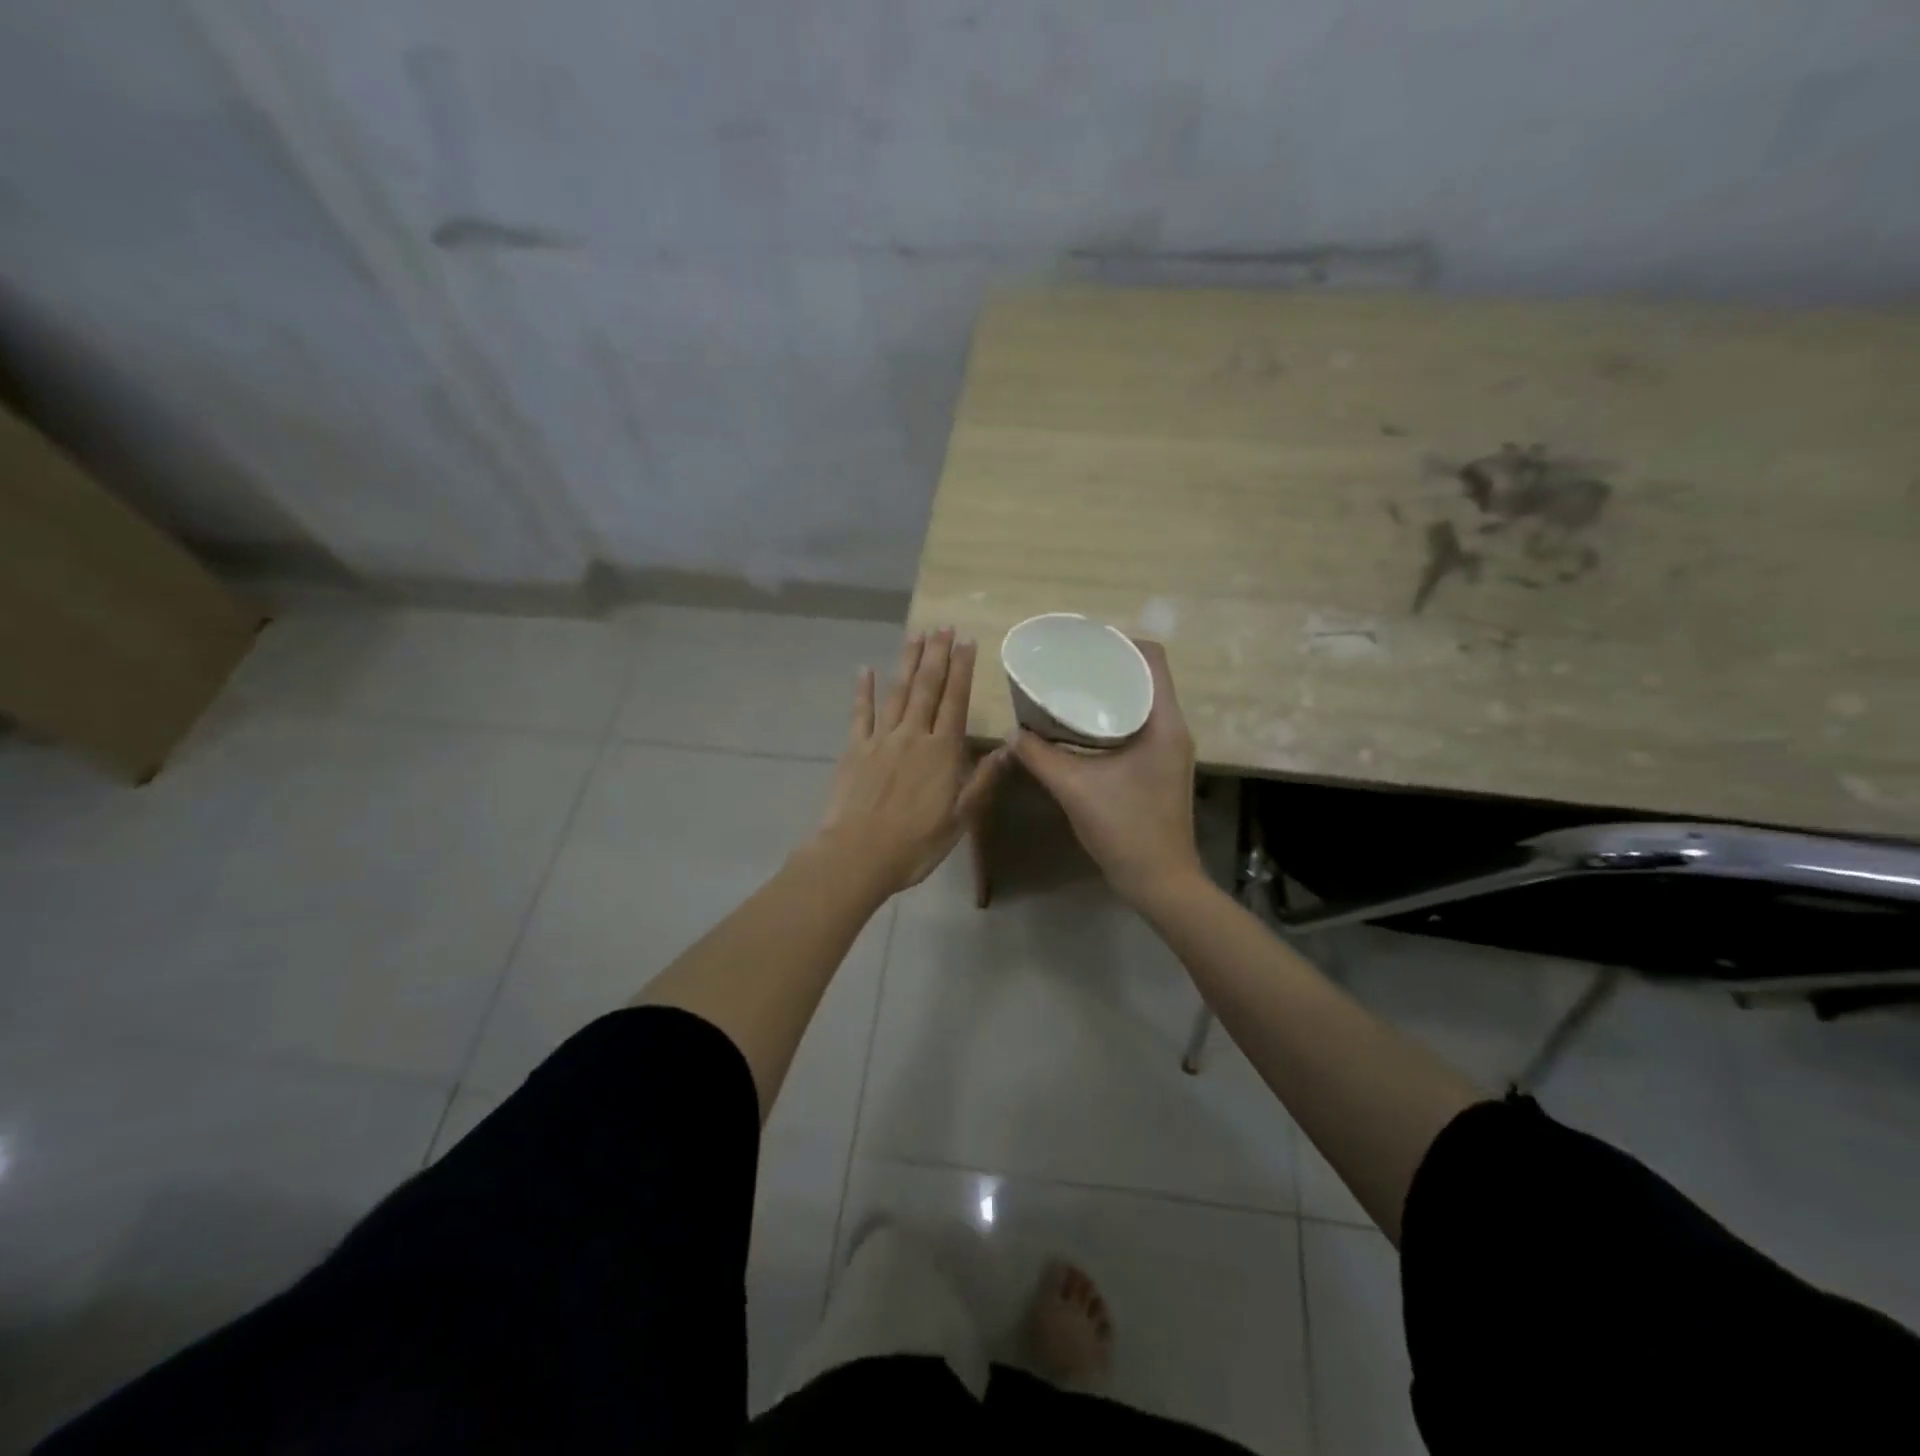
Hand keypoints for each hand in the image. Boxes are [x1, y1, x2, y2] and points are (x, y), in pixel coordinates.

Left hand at [815, 627, 1010, 895]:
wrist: (858, 855)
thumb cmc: (915, 843)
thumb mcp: (961, 819)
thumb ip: (983, 780)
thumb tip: (1008, 747)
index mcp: (942, 752)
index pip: (956, 701)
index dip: (962, 670)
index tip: (967, 642)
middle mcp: (913, 736)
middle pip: (927, 688)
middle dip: (936, 655)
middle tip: (943, 626)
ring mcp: (881, 739)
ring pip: (897, 692)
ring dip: (907, 662)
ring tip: (916, 635)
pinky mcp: (855, 749)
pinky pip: (860, 713)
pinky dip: (863, 690)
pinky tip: (865, 669)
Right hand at [1013, 640, 1203, 904]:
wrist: (1160, 881)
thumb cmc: (1125, 829)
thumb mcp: (1075, 789)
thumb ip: (1040, 757)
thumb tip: (1013, 734)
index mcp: (1164, 723)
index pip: (1153, 659)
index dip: (1120, 642)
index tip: (1084, 644)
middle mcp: (1172, 728)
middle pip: (1145, 676)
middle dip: (1108, 665)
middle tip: (1068, 665)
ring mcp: (1168, 749)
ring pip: (1141, 702)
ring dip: (1109, 692)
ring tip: (1070, 689)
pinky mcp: (1158, 767)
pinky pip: (1137, 725)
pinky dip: (1111, 717)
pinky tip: (1079, 728)